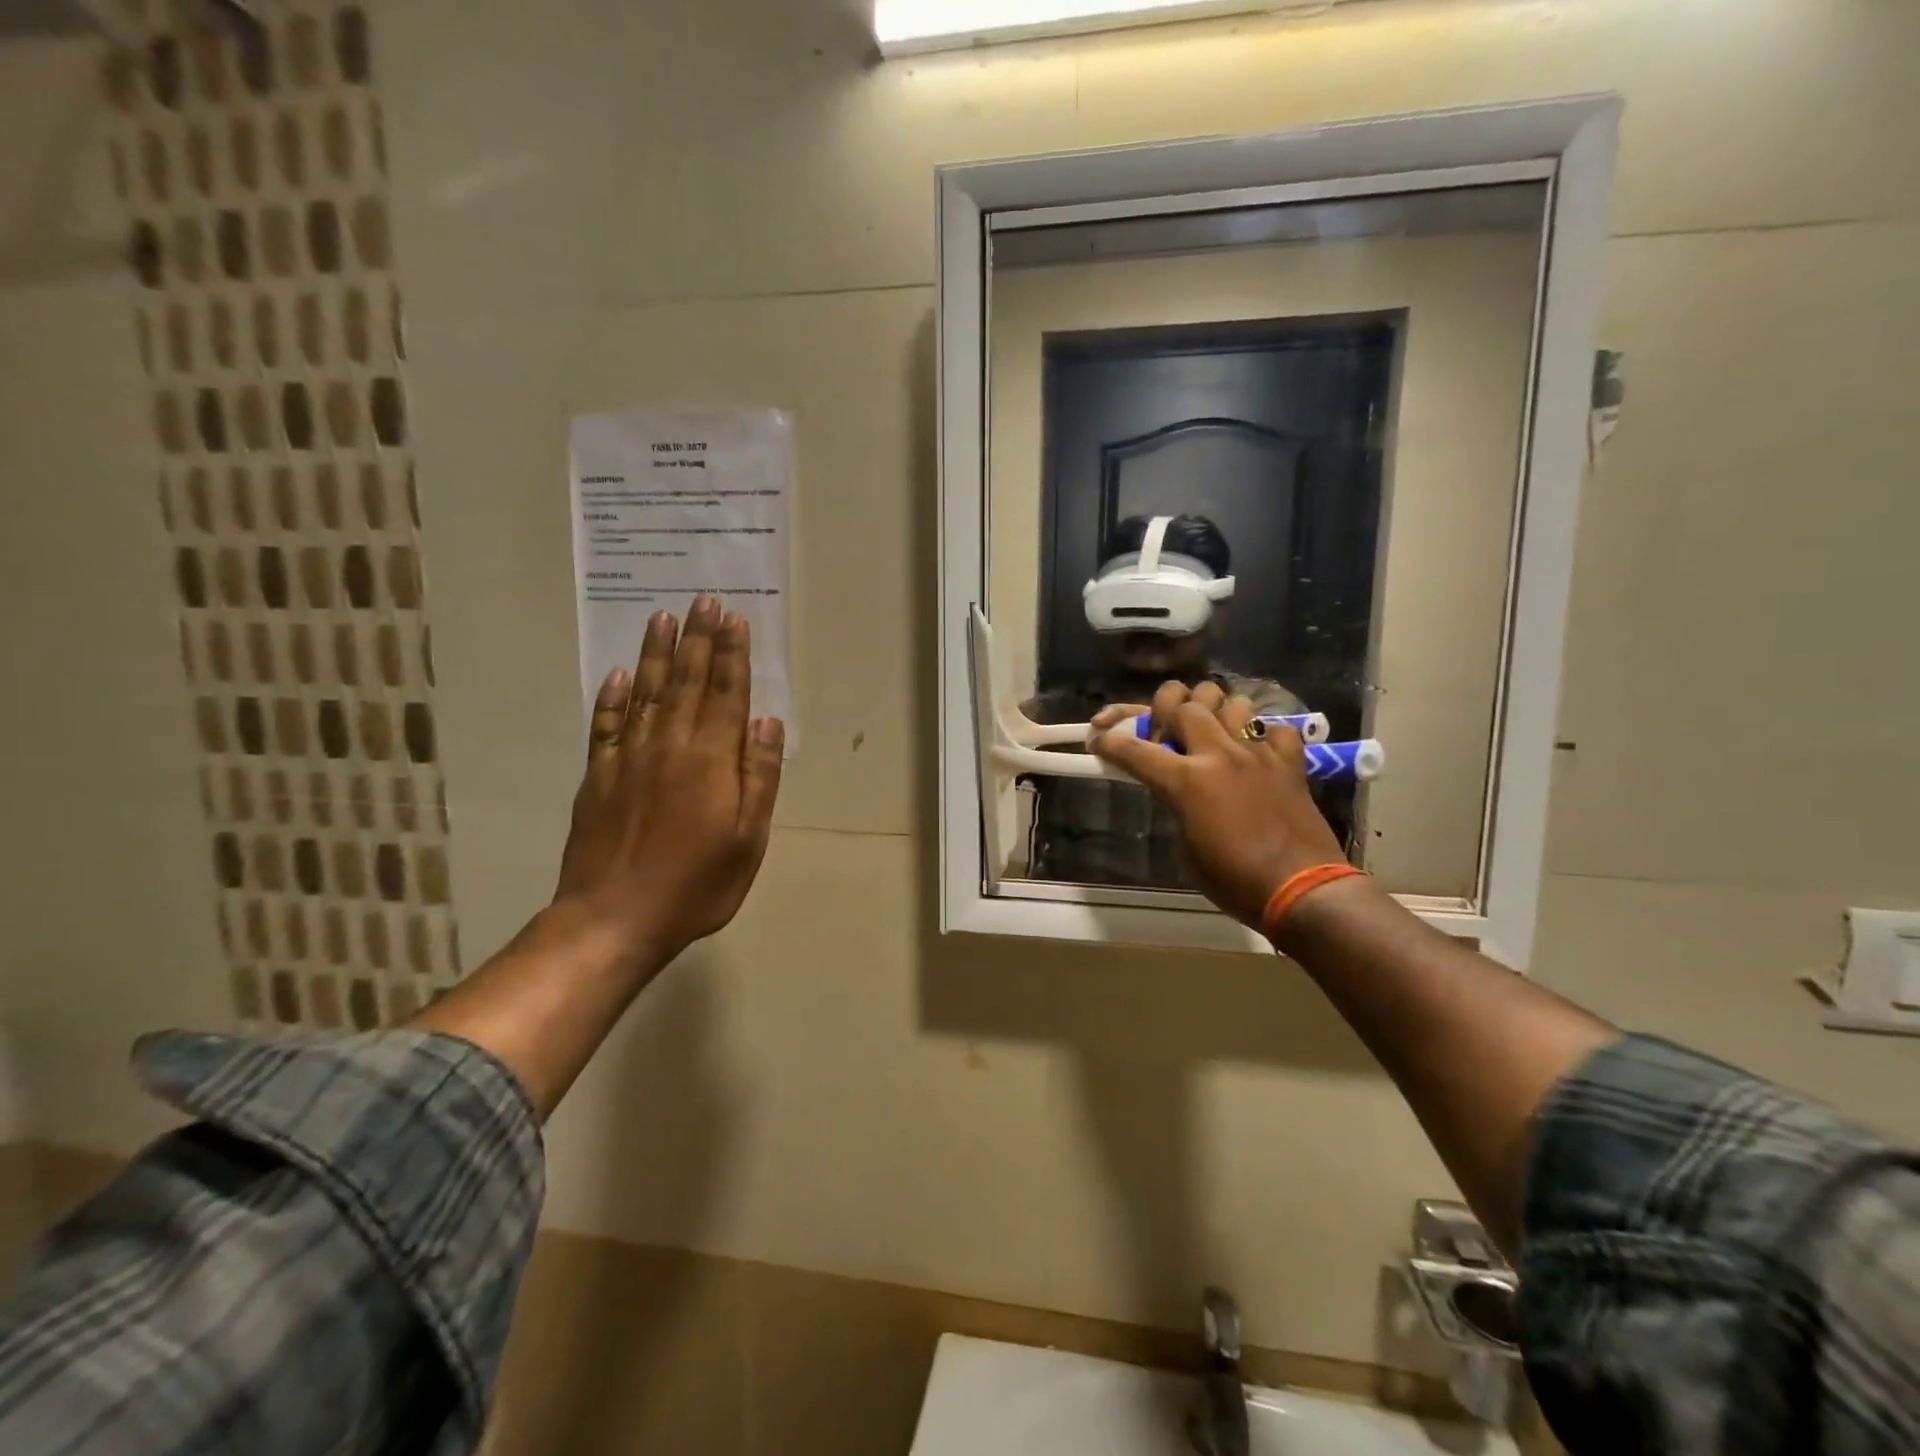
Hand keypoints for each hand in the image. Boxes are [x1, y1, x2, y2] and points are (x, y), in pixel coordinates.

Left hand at [554, 595, 784, 965]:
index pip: (725, 693)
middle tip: (702, 600)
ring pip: (644, 692)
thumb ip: (758, 777)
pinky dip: (611, 696)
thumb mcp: (748, 839)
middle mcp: (668, 745)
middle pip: (685, 681)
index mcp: (710, 759)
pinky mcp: (597, 776)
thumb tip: (767, 722)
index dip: (731, 654)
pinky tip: (617, 674)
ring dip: (655, 653)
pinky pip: (604, 724)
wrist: (614, 917)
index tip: (733, 618)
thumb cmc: (696, 884)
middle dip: (697, 638)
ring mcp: (627, 758)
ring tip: (662, 617)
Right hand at [1088, 684, 1347, 930]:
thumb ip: (1176, 806)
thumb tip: (1177, 790)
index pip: (1135, 749)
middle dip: (1166, 706)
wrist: (1302, 890)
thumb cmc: (1234, 881)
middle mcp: (1220, 755)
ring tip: (1212, 731)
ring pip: (1232, 703)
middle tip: (1164, 727)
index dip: (1109, 741)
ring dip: (1215, 712)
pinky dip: (1262, 735)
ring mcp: (1258, 754)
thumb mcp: (1186, 849)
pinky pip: (1275, 729)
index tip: (1097, 738)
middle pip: (1186, 702)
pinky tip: (1254, 752)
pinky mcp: (1290, 762)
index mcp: (1187, 781)